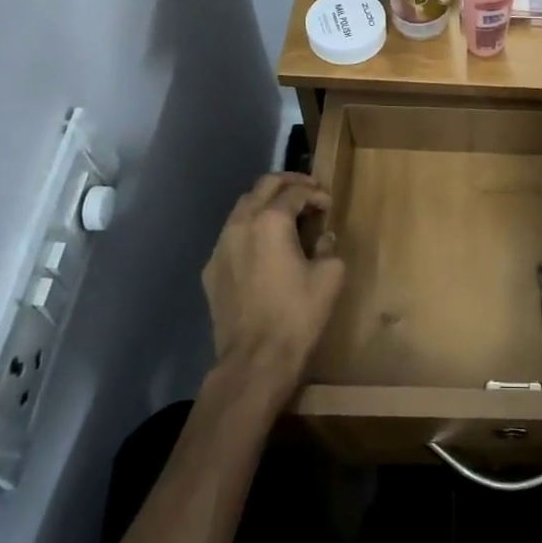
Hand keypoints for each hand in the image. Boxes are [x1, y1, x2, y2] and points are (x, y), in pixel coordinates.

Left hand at [202, 173, 346, 396]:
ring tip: (286, 215)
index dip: (316, 194)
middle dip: (288, 184)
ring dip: (266, 203)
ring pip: (242, 207)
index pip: (295, 192)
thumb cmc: (298, 314)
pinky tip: (264, 246)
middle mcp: (240, 224)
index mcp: (271, 221)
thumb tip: (322, 239)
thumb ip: (328, 247)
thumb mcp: (330, 276)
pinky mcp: (211, 270)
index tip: (328, 206)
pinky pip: (231, 235)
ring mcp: (220, 247)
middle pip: (263, 186)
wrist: (255, 359)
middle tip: (308, 192)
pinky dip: (250, 229)